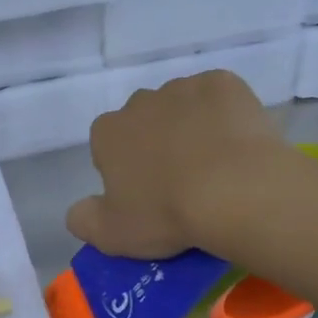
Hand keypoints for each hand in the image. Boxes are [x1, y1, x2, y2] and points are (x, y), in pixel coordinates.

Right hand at [66, 70, 286, 257]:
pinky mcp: (223, 83)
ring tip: (216, 165)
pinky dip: (225, 115)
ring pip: (182, 107)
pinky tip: (238, 143)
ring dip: (191, 127)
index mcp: (108, 132)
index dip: (127, 171)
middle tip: (182, 182)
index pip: (108, 146)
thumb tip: (78, 210)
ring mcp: (183, 88)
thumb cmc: (168, 214)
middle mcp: (140, 101)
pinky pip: (219, 97)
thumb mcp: (112, 235)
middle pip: (144, 122)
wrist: (237, 191)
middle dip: (157, 143)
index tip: (148, 196)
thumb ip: (84, 220)